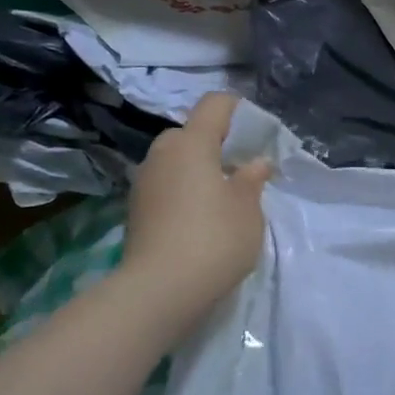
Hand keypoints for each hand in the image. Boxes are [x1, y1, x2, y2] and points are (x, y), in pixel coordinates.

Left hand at [120, 93, 271, 322]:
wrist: (161, 289)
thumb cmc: (215, 239)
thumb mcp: (249, 209)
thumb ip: (253, 179)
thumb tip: (256, 162)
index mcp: (191, 143)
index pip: (215, 105)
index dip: (238, 109)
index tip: (258, 130)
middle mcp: (162, 154)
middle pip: (191, 134)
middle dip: (216, 145)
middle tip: (241, 172)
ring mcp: (144, 182)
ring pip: (176, 162)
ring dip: (198, 171)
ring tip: (222, 199)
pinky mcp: (136, 209)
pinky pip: (166, 186)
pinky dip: (184, 193)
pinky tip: (200, 221)